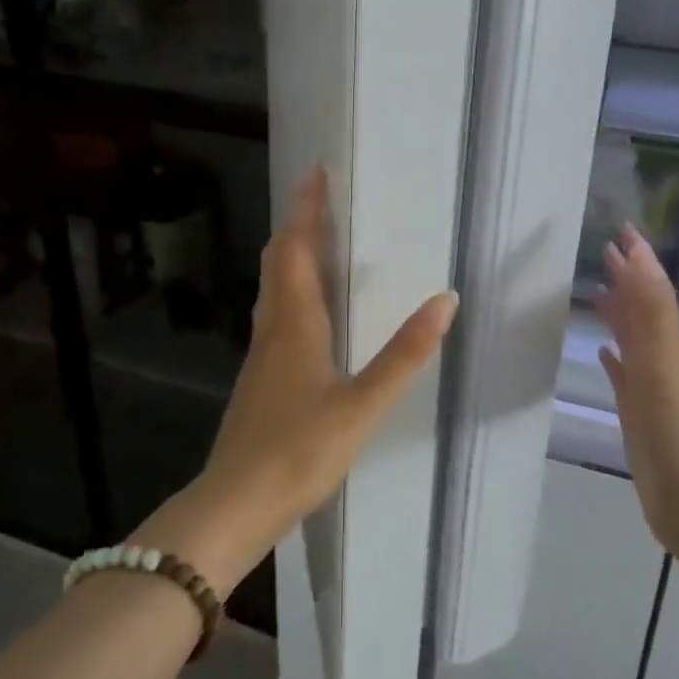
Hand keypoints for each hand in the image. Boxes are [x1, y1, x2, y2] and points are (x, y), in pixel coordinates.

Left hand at [134, 169, 457, 592]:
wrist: (234, 505)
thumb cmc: (298, 451)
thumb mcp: (362, 405)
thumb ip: (404, 354)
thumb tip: (444, 299)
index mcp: (295, 323)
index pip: (294, 248)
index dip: (305, 209)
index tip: (315, 174)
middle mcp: (273, 329)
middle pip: (277, 261)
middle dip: (297, 226)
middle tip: (321, 202)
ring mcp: (261, 355)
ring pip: (272, 288)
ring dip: (291, 256)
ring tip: (318, 244)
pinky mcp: (260, 379)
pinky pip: (274, 315)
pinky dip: (290, 291)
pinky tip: (308, 313)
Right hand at [596, 226, 678, 568]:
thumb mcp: (666, 369)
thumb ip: (652, 317)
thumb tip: (642, 258)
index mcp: (670, 349)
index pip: (653, 293)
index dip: (640, 261)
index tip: (623, 230)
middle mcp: (664, 364)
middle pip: (643, 312)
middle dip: (629, 280)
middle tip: (606, 252)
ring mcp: (654, 393)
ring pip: (634, 342)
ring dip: (620, 315)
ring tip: (599, 292)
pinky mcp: (641, 419)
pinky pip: (626, 378)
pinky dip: (616, 359)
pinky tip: (604, 354)